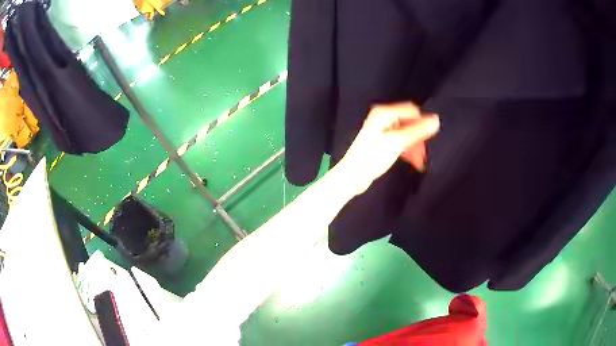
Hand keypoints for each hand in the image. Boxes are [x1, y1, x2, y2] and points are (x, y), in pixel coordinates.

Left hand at [338, 102, 439, 194]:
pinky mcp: (381, 143)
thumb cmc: (372, 157)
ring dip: (413, 146)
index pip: (411, 110)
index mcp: (384, 113)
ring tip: (418, 161)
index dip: (422, 122)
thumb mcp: (397, 142)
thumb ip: (417, 131)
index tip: (429, 138)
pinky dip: (406, 150)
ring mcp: (381, 131)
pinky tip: (411, 161)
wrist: (352, 176)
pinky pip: (399, 142)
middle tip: (423, 154)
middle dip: (418, 138)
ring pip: (405, 134)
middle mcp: (382, 119)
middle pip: (408, 123)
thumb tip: (435, 119)